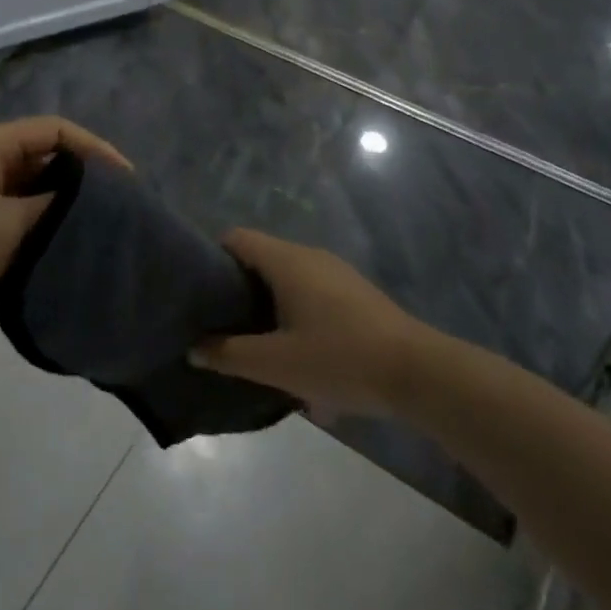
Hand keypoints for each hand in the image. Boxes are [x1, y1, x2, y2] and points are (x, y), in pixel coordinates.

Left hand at [0, 117, 128, 335]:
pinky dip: (33, 236)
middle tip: (117, 216)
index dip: (96, 149)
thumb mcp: (5, 226)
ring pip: (28, 196)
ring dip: (57, 214)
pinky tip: (52, 261)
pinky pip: (10, 222)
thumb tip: (88, 208)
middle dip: (81, 184)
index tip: (127, 183)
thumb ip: (52, 212)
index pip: (58, 131)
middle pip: (45, 161)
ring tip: (92, 240)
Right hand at [192, 229, 425, 416]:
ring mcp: (335, 273)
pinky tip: (297, 355)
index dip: (211, 257)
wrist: (417, 371)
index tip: (196, 291)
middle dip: (237, 288)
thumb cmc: (340, 359)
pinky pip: (310, 293)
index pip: (236, 238)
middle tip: (218, 322)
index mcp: (287, 261)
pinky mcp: (354, 294)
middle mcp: (309, 256)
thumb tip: (194, 348)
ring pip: (286, 278)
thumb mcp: (277, 364)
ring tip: (253, 343)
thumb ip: (230, 355)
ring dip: (267, 306)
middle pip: (260, 258)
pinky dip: (294, 314)